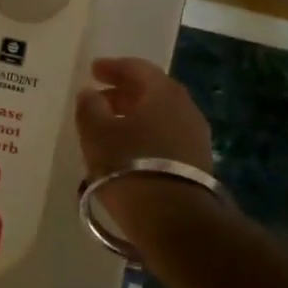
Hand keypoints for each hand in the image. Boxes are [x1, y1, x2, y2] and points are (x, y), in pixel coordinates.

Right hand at [75, 56, 214, 174]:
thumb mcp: (97, 133)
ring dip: (134, 117)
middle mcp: (185, 108)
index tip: (93, 70)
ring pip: (160, 116)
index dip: (113, 67)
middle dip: (124, 93)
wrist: (175, 221)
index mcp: (163, 92)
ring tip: (110, 127)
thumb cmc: (129, 166)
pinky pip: (167, 138)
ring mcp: (195, 137)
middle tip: (99, 99)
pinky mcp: (198, 164)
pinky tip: (128, 151)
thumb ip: (90, 107)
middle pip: (151, 91)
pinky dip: (146, 136)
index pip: (137, 68)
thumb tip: (90, 93)